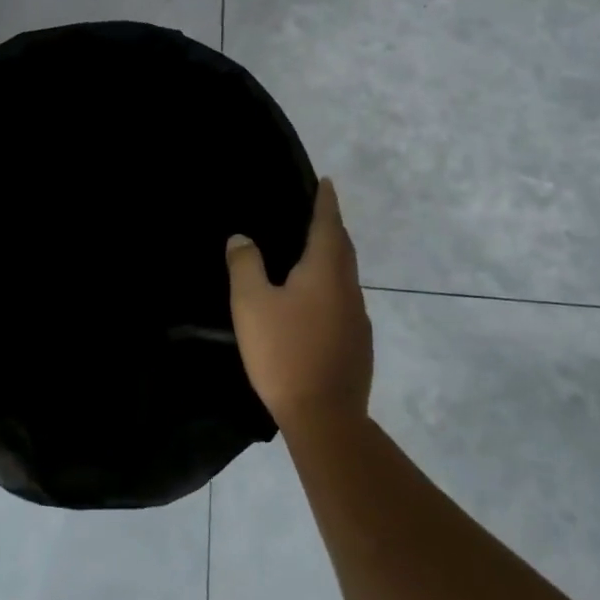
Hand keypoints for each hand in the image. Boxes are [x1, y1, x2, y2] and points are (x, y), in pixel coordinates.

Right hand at [225, 178, 372, 433]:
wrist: (325, 418)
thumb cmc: (284, 353)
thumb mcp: (251, 305)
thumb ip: (245, 266)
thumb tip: (241, 237)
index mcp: (325, 271)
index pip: (328, 224)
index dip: (326, 202)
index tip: (326, 181)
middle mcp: (348, 288)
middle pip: (343, 248)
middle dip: (332, 226)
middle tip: (318, 211)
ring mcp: (358, 318)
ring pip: (346, 276)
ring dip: (333, 257)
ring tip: (312, 253)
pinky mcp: (358, 343)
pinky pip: (345, 300)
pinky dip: (332, 286)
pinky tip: (315, 302)